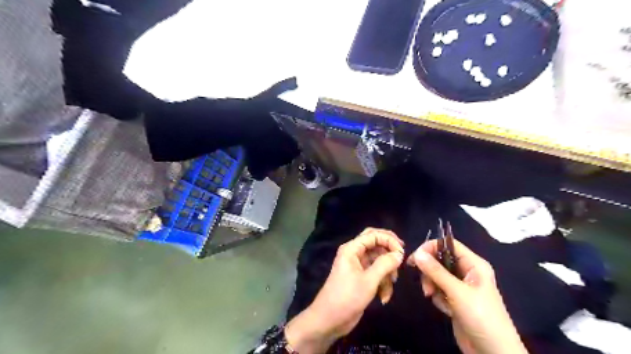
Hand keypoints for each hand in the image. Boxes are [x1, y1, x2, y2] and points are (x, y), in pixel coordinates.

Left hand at [286, 229, 402, 352]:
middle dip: (389, 251)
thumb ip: (385, 264)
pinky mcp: (360, 278)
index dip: (389, 240)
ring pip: (378, 260)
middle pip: (375, 244)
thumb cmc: (347, 297)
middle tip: (402, 258)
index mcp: (352, 249)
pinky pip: (376, 273)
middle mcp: (354, 253)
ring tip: (392, 284)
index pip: (373, 235)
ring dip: (387, 272)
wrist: (329, 320)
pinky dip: (382, 283)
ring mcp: (357, 266)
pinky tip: (384, 297)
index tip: (402, 253)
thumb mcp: (369, 281)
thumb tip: (399, 253)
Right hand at [410, 238, 528, 353]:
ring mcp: (461, 286)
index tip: (415, 258)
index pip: (448, 245)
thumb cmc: (481, 317)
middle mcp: (467, 272)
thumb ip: (436, 272)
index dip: (431, 247)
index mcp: (474, 264)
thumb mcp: (457, 292)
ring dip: (432, 285)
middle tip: (423, 282)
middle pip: (440, 260)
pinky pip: (439, 289)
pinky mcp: (455, 300)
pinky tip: (445, 309)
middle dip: (429, 271)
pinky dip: (437, 297)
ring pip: (437, 275)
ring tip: (432, 296)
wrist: (493, 353)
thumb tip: (417, 253)